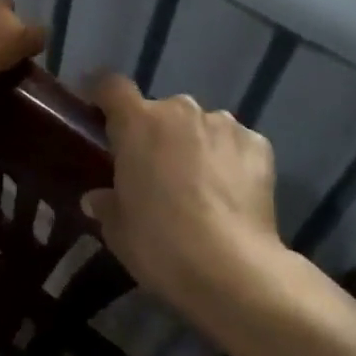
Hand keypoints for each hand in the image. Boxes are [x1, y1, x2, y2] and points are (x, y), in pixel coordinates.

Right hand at [82, 74, 285, 317]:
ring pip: (201, 126)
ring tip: (200, 185)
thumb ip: (106, 204)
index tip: (100, 113)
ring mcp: (223, 124)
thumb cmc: (160, 244)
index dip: (103, 95)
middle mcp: (180, 111)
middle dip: (157, 133)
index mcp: (137, 122)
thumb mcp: (118, 230)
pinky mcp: (258, 144)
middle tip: (156, 171)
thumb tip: (97, 198)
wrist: (232, 269)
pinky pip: (236, 144)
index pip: (112, 86)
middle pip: (161, 110)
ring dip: (195, 145)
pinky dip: (231, 160)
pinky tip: (232, 194)